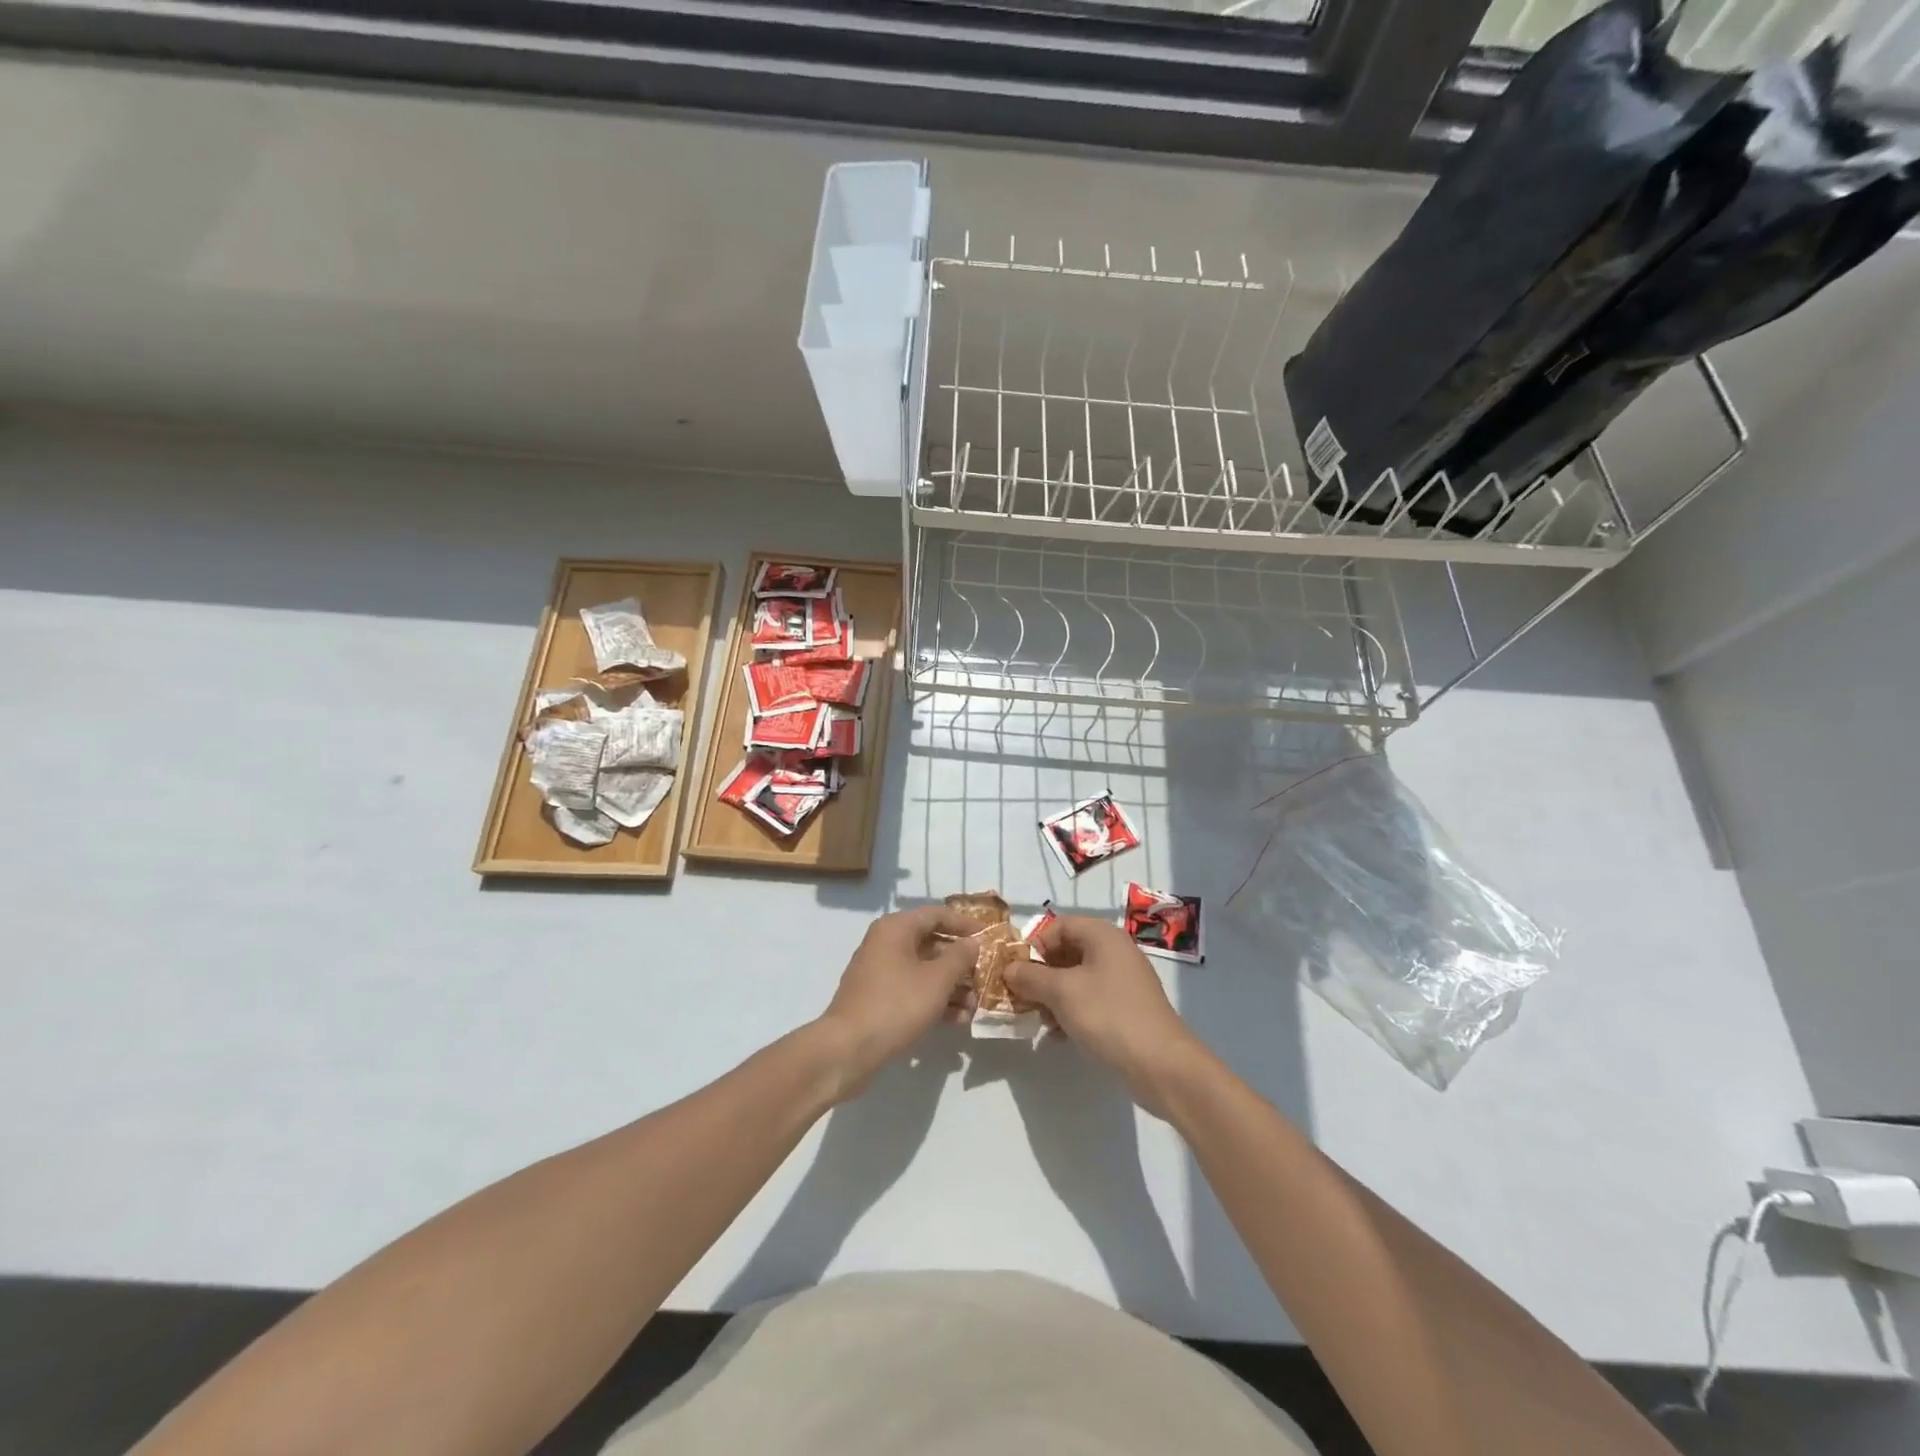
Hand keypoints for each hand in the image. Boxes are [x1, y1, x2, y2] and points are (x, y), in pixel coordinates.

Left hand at [815, 906, 980, 1098]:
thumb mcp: (936, 980)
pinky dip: (934, 1000)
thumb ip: (959, 957)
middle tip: (985, 976)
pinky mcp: (879, 998)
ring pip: (924, 970)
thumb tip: (972, 943)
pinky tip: (958, 1019)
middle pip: (931, 943)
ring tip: (975, 1005)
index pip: (937, 915)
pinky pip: (913, 990)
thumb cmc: (896, 1005)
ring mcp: (880, 972)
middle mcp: (886, 943)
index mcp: (896, 928)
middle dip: (960, 962)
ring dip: (951, 985)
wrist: (848, 1049)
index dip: (964, 925)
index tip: (988, 937)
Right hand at [1005, 916, 1209, 1114]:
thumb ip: (1030, 977)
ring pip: (1076, 978)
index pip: (1058, 926)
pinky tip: (1057, 1036)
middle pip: (1066, 952)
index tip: (1015, 971)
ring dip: (1052, 997)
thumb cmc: (1108, 1015)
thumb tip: (1008, 969)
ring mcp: (1123, 980)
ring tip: (1039, 1021)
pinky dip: (1070, 1012)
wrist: (1161, 1065)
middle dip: (1041, 975)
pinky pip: (1090, 1000)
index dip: (1034, 945)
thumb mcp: (1061, 992)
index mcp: (1102, 936)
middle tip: (1022, 998)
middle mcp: (1114, 951)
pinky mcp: (1126, 1008)